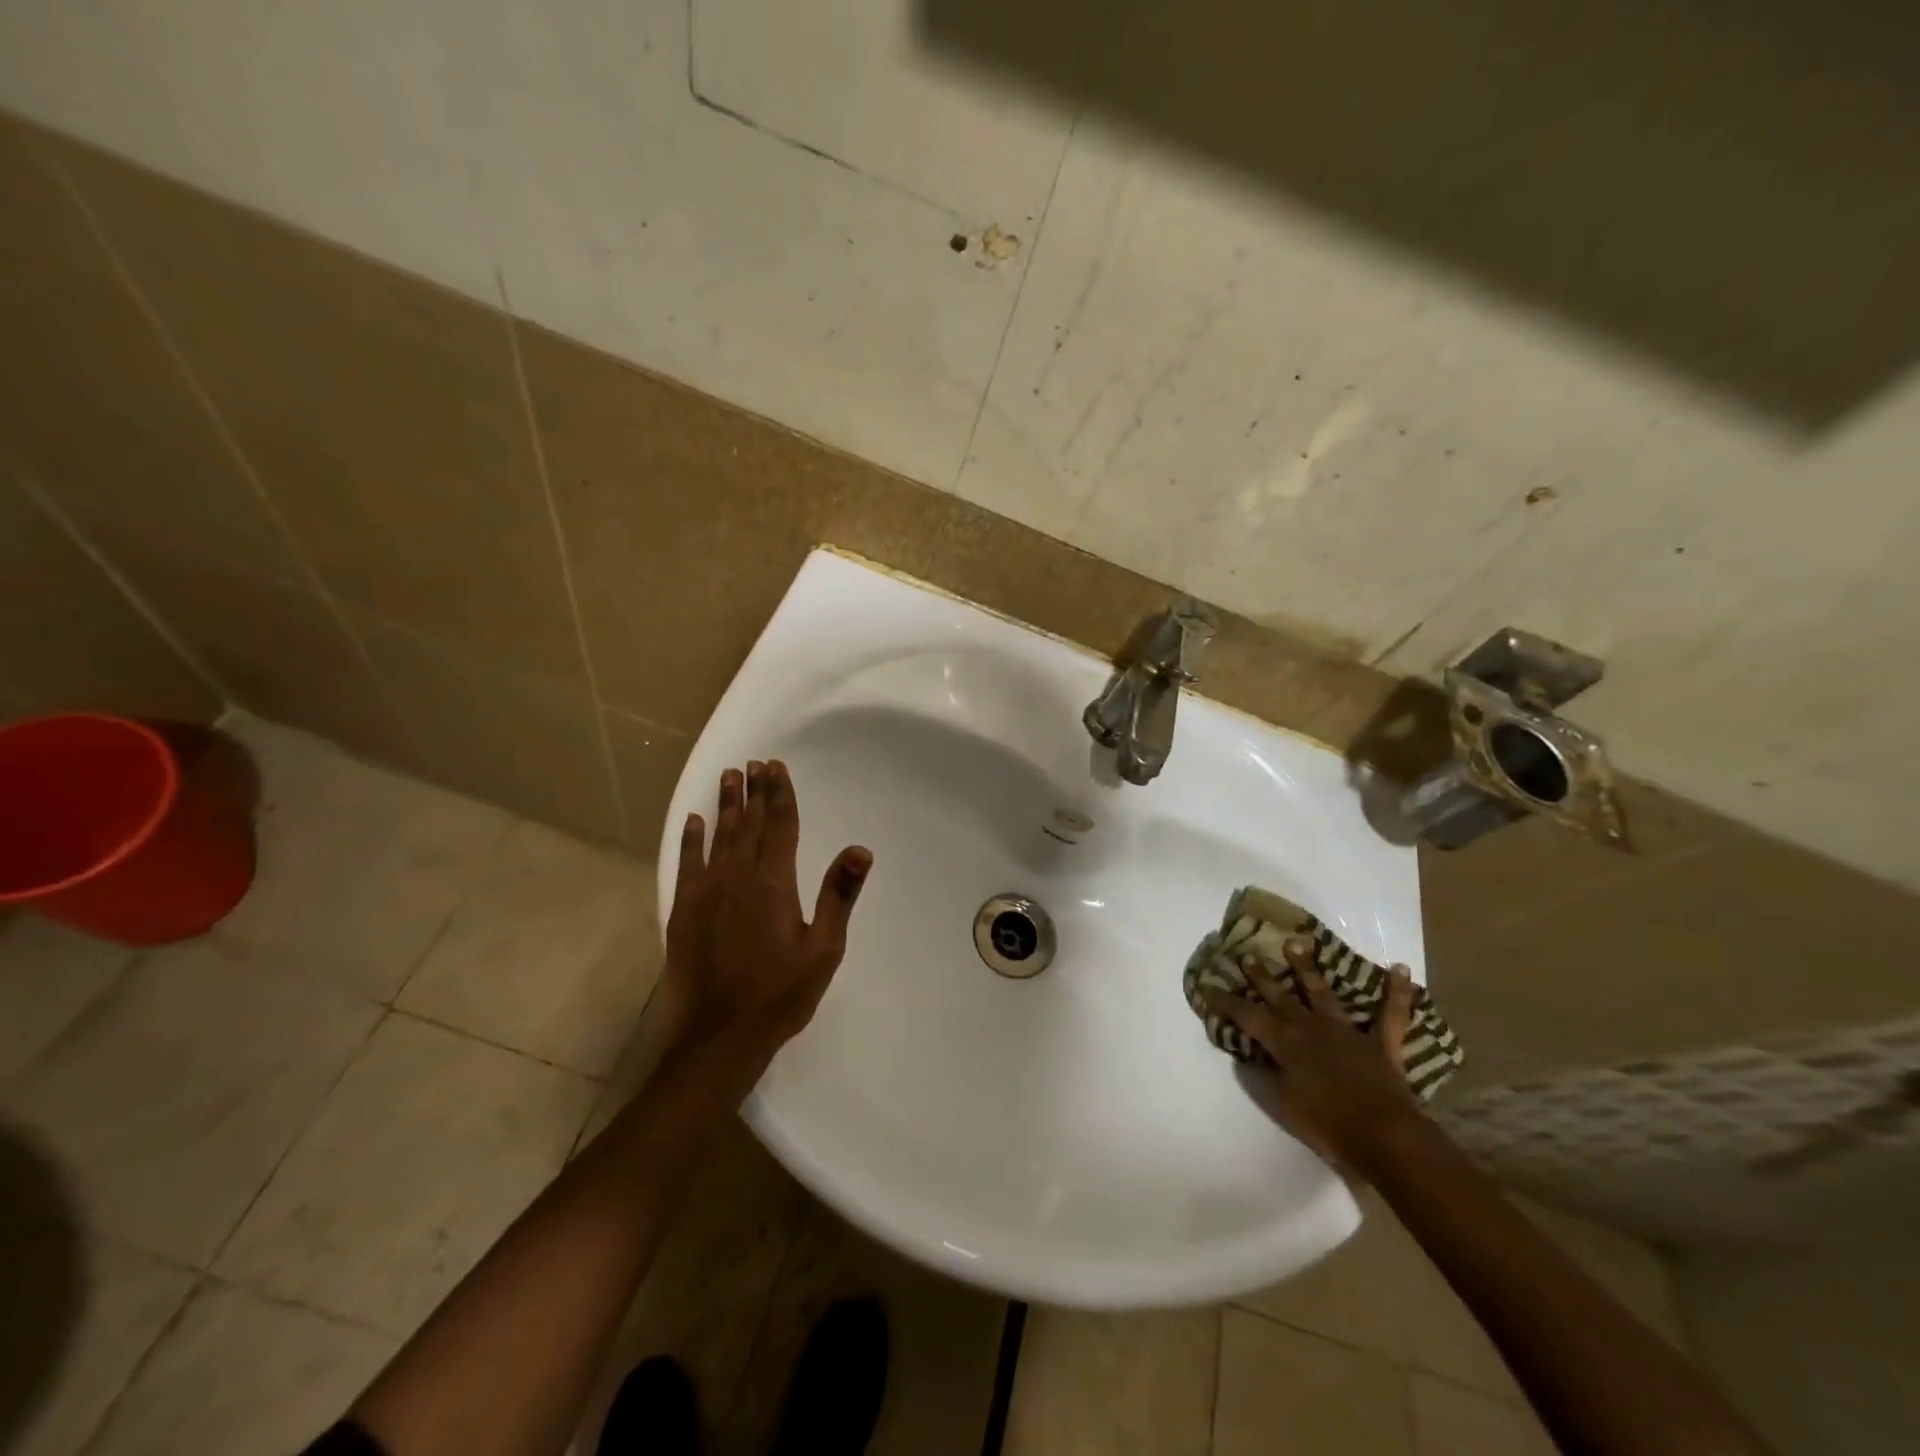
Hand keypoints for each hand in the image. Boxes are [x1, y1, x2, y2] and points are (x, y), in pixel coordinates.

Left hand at [660, 760, 871, 1086]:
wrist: (718, 1036)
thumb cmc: (779, 994)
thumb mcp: (823, 950)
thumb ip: (839, 896)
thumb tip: (860, 849)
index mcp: (774, 883)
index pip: (780, 826)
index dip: (780, 794)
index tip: (776, 767)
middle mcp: (738, 876)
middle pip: (750, 823)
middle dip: (755, 790)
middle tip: (754, 762)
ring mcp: (706, 891)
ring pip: (719, 836)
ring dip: (726, 805)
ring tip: (729, 776)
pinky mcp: (684, 910)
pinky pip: (687, 863)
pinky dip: (691, 839)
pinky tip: (694, 821)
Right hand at [1203, 937, 1421, 1174]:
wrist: (1384, 1137)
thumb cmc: (1327, 1126)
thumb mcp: (1285, 1104)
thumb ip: (1270, 1074)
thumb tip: (1256, 1055)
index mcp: (1285, 1043)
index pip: (1247, 1016)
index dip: (1226, 1002)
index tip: (1208, 987)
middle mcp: (1311, 1027)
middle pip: (1281, 996)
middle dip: (1262, 976)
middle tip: (1248, 955)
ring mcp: (1347, 1031)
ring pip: (1323, 993)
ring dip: (1309, 969)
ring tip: (1297, 944)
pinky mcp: (1381, 1043)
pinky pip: (1392, 1014)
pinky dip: (1397, 992)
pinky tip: (1400, 969)